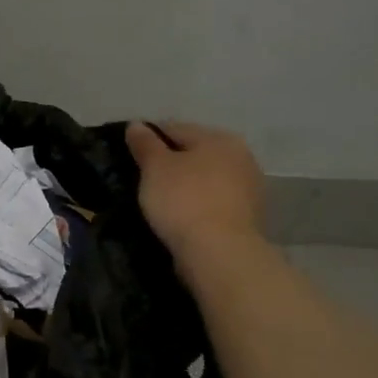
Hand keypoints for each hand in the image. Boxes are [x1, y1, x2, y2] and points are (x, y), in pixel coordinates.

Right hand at [125, 121, 265, 268]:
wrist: (219, 252)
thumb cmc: (183, 200)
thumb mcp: (155, 168)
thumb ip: (145, 143)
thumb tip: (136, 124)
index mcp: (219, 138)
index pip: (175, 129)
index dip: (148, 139)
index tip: (129, 155)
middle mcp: (240, 156)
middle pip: (194, 153)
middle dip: (170, 162)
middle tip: (142, 178)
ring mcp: (248, 187)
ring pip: (205, 178)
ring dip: (185, 184)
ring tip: (159, 199)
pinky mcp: (247, 216)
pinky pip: (213, 201)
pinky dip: (197, 203)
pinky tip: (179, 215)